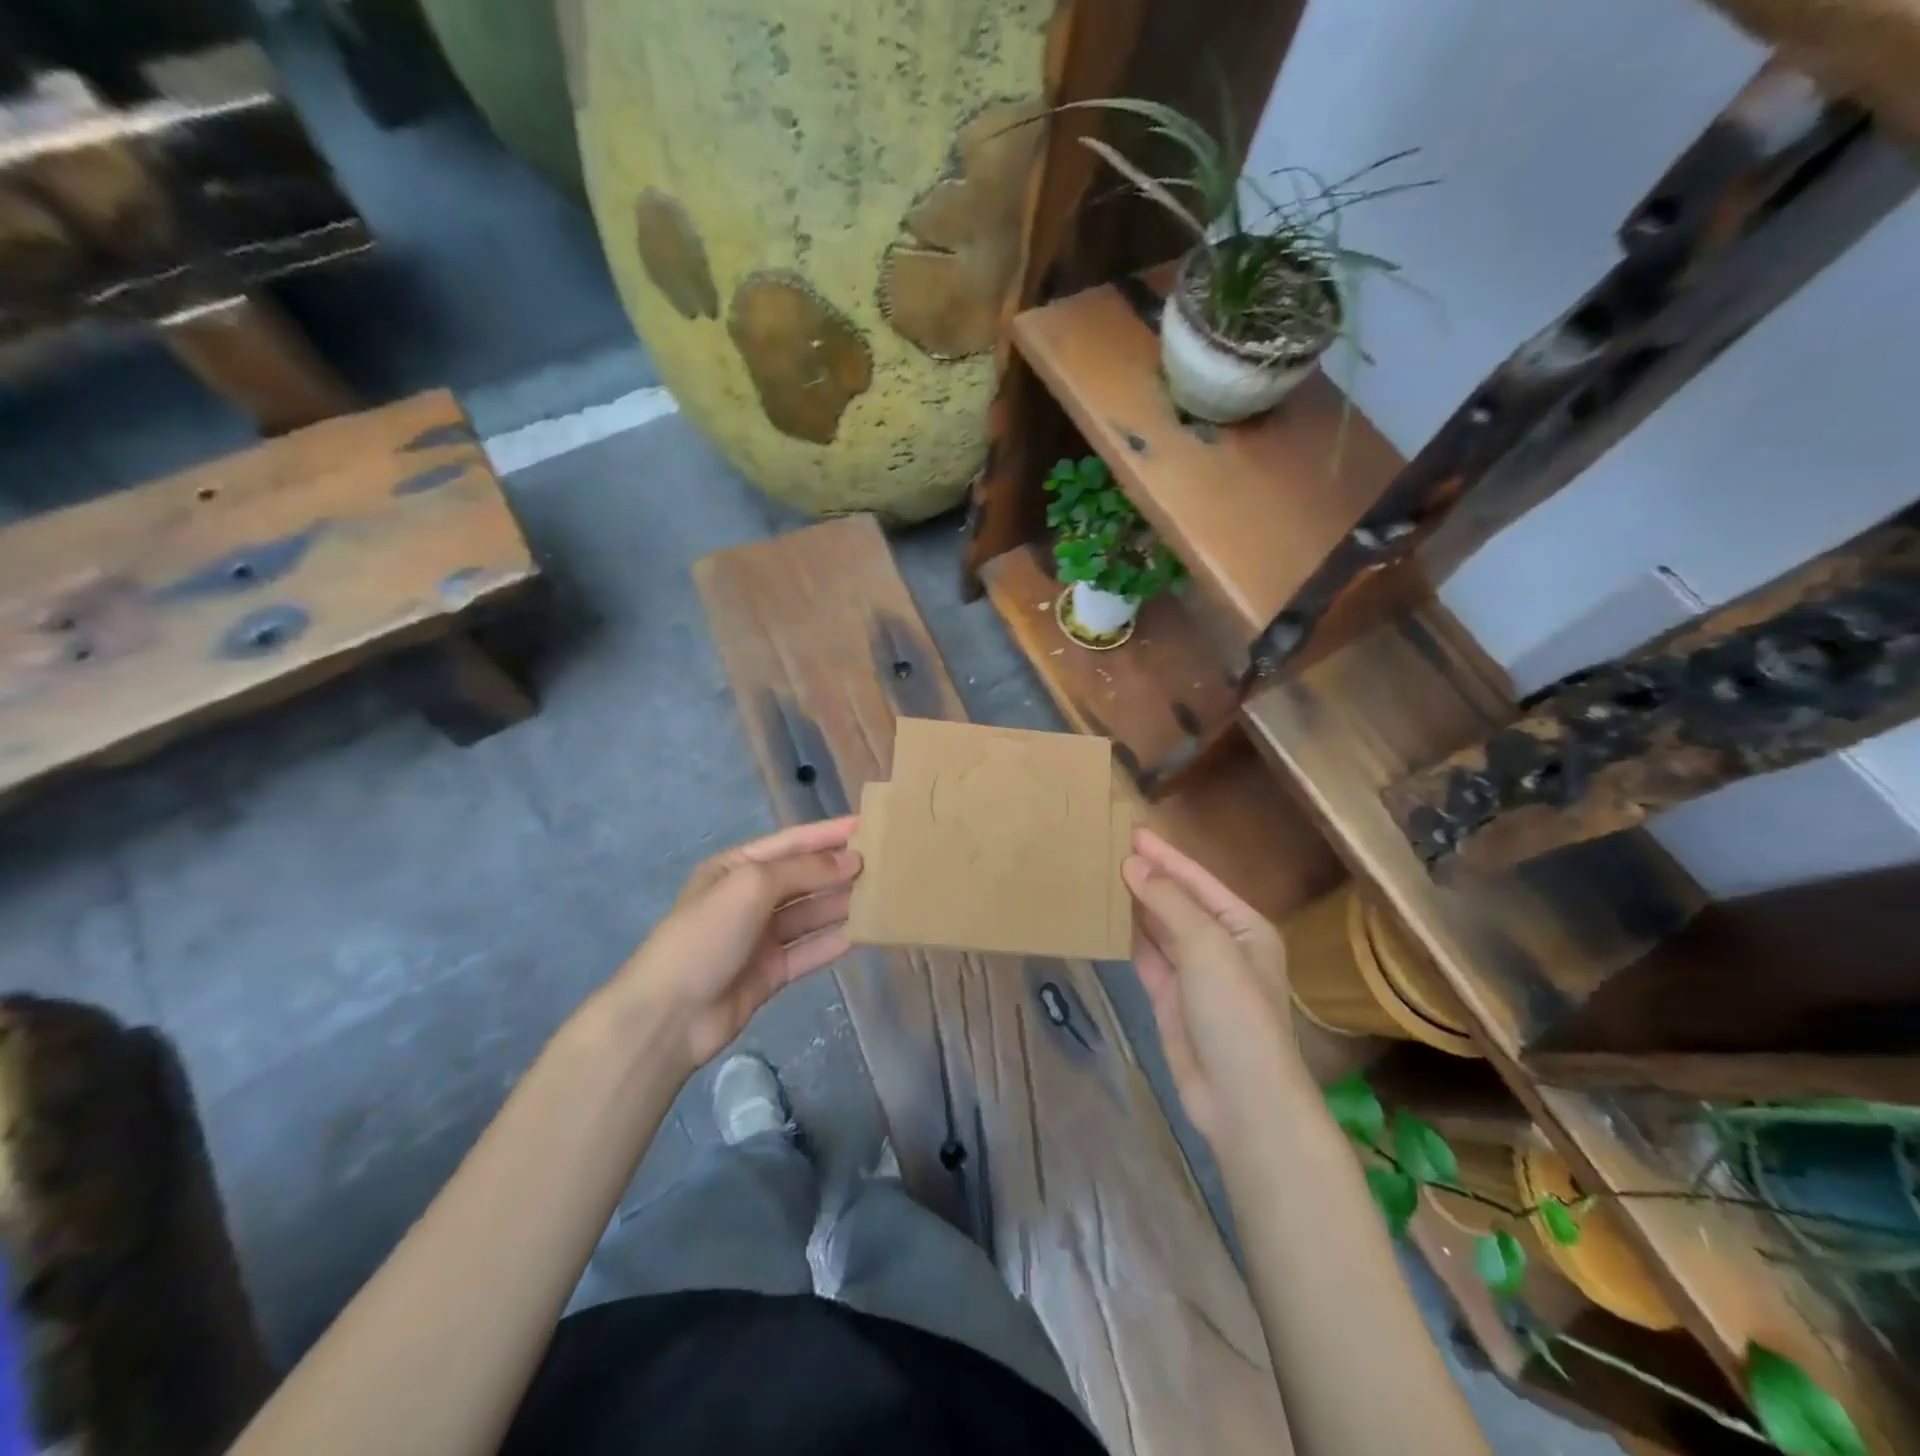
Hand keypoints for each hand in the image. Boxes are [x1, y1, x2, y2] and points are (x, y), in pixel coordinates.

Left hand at [611, 817, 860, 1074]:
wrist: (669, 1015)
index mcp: (737, 867)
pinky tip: (864, 933)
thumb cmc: (707, 935)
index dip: (830, 833)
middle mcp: (749, 897)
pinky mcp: (770, 972)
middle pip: (803, 877)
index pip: (792, 842)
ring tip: (884, 894)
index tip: (869, 825)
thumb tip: (852, 860)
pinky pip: (809, 950)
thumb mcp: (752, 886)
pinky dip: (834, 940)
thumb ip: (804, 870)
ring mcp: (760, 937)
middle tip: (886, 862)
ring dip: (842, 903)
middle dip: (840, 868)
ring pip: (810, 913)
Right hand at [1123, 827, 1293, 1142]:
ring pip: (1159, 929)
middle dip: (1148, 877)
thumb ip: (1169, 902)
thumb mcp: (1207, 947)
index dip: (1164, 855)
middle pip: (1178, 902)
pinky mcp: (1171, 999)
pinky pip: (1147, 958)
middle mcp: (1222, 945)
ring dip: (1135, 905)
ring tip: (1101, 876)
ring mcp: (1195, 975)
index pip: (1197, 880)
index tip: (1130, 830)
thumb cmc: (1235, 1012)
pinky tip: (1105, 919)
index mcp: (1244, 926)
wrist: (1241, 1099)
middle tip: (1107, 849)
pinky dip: (1129, 939)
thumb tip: (1133, 865)